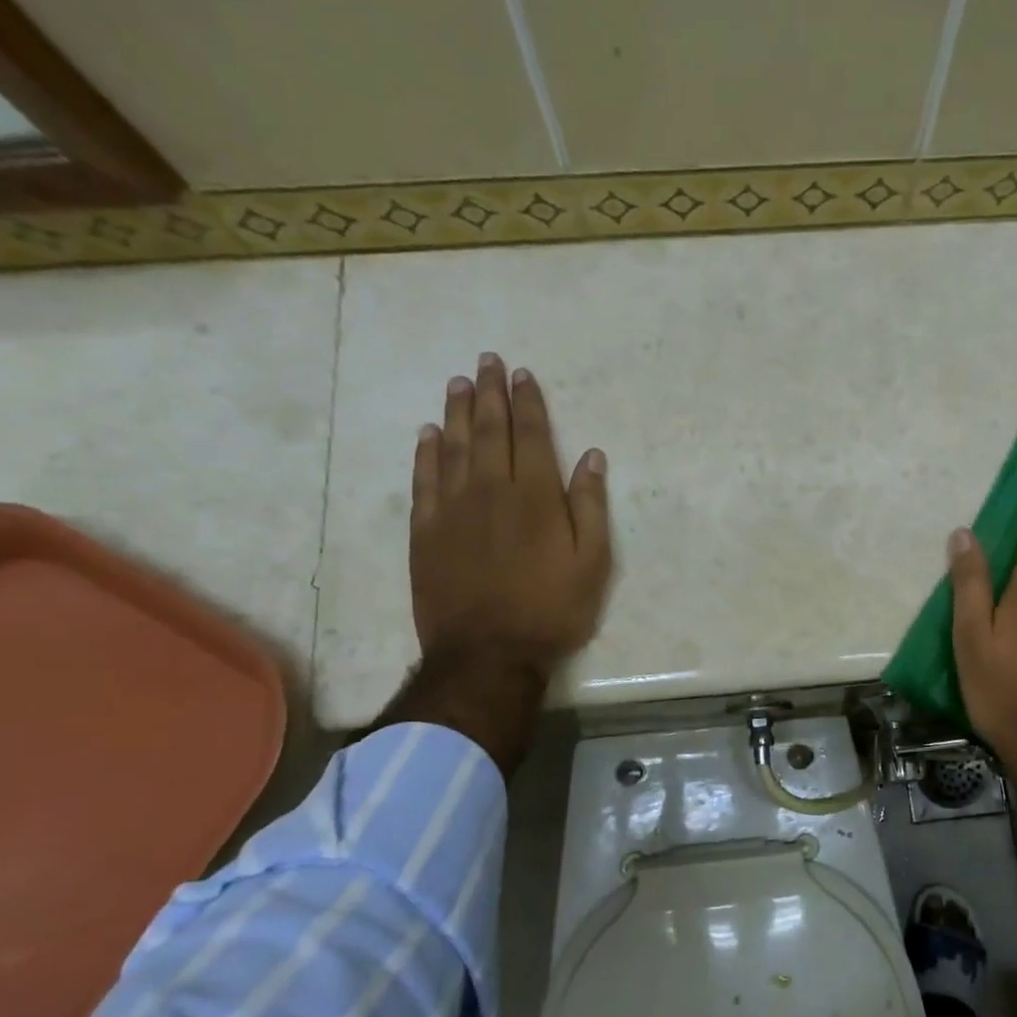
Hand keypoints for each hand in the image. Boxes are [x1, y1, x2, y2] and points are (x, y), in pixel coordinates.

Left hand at [368, 354, 611, 774]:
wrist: (487, 654)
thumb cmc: (551, 610)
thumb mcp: (593, 564)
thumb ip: (590, 507)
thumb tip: (590, 457)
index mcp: (536, 497)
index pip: (531, 435)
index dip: (527, 402)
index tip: (521, 374)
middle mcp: (491, 491)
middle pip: (490, 431)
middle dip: (490, 393)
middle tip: (486, 361)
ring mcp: (452, 509)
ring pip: (454, 447)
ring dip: (457, 412)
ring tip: (458, 384)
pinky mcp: (425, 531)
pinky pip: (424, 480)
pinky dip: (426, 453)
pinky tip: (429, 434)